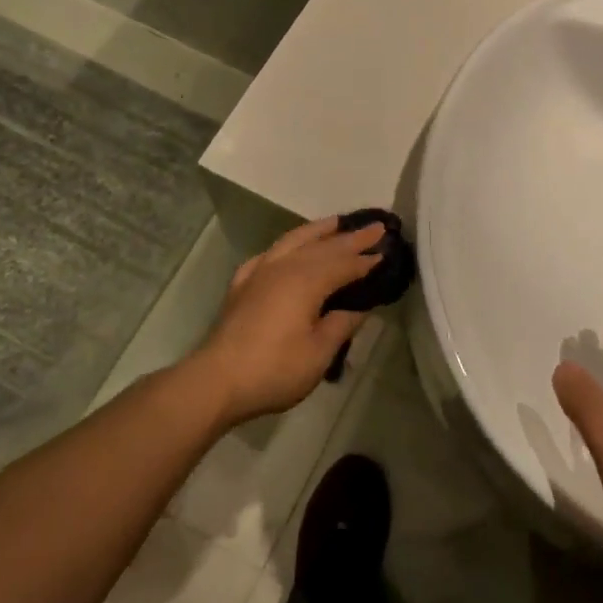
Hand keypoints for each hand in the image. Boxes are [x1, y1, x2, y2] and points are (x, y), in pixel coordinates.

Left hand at [191, 217, 384, 423]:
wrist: (216, 381)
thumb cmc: (274, 369)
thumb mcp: (318, 353)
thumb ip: (341, 325)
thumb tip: (359, 308)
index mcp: (307, 280)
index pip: (344, 264)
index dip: (366, 259)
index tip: (386, 249)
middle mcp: (285, 266)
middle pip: (324, 247)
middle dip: (351, 238)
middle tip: (375, 226)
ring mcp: (260, 272)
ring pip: (294, 241)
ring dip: (318, 230)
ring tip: (336, 222)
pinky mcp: (242, 284)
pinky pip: (268, 255)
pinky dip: (285, 247)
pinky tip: (287, 250)